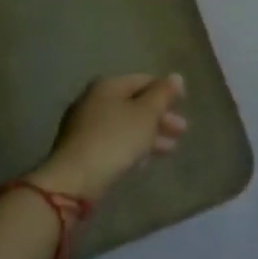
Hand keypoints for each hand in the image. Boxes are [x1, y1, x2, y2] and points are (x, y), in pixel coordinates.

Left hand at [31, 73, 187, 202]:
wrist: (74, 181)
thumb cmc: (115, 140)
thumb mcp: (146, 114)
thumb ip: (163, 94)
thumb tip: (175, 77)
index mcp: (108, 86)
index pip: (143, 80)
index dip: (165, 91)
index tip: (183, 104)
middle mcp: (93, 100)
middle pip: (134, 103)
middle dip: (159, 117)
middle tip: (181, 131)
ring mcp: (83, 126)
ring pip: (124, 125)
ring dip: (148, 134)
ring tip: (169, 149)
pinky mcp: (80, 150)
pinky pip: (112, 142)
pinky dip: (131, 146)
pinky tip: (143, 161)